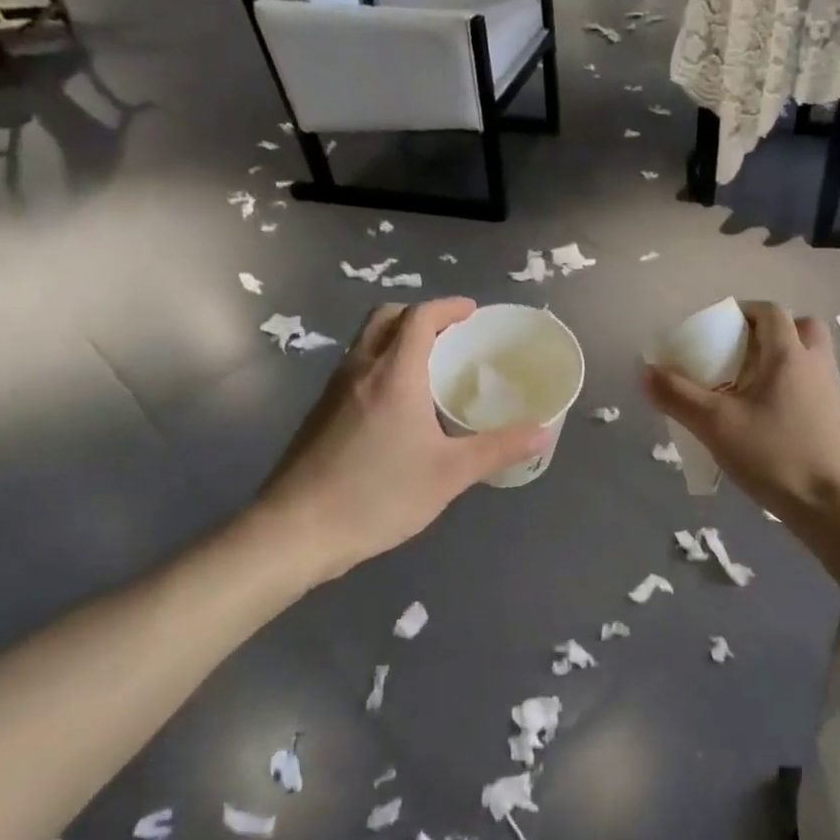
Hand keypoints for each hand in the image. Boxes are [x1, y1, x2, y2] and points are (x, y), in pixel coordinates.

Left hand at [246, 299, 546, 584]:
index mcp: (394, 375)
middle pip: (385, 318)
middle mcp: (359, 370)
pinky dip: (381, 366)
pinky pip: (356, 370)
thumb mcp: (449, 474)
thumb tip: (543, 432)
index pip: (420, 318)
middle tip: (451, 336)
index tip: (472, 312)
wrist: (295, 531)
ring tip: (430, 369)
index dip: (448, 307)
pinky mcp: (319, 415)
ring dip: (397, 339)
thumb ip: (498, 449)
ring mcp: (333, 392)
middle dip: (420, 316)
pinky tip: (398, 408)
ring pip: (366, 343)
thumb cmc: (378, 495)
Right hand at [641, 300, 839, 522]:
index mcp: (790, 355)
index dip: (742, 312)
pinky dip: (789, 389)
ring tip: (746, 388)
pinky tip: (764, 420)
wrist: (835, 507)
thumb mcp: (716, 426)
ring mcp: (832, 394)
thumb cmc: (776, 456)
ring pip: (808, 359)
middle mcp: (816, 365)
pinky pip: (811, 387)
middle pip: (799, 328)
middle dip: (767, 333)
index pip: (769, 312)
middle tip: (737, 355)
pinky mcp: (836, 421)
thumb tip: (645, 371)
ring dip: (779, 362)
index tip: (716, 329)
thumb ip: (678, 396)